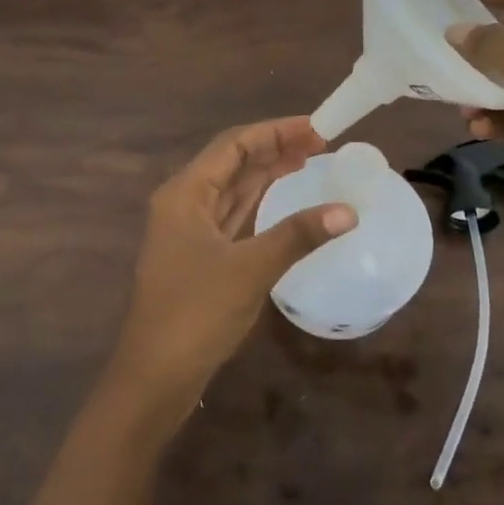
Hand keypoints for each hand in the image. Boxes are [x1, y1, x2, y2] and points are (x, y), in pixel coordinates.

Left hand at [109, 118, 354, 416]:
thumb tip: (348, 212)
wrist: (155, 375)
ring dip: (266, 174)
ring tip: (309, 162)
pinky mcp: (198, 256)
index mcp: (185, 193)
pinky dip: (258, 204)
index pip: (233, 144)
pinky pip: (232, 216)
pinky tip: (282, 201)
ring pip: (232, 190)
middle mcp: (183, 203)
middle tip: (321, 144)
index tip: (317, 129)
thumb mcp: (251, 269)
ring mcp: (188, 231)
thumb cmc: (196, 312)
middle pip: (232, 163)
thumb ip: (298, 235)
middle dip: (274, 149)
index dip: (275, 132)